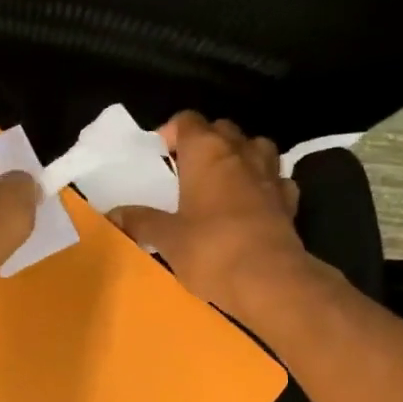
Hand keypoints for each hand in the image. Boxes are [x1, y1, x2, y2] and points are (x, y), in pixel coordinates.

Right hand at [109, 113, 314, 326]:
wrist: (269, 280)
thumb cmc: (211, 250)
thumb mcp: (167, 238)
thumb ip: (140, 222)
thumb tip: (113, 215)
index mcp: (207, 152)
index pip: (188, 120)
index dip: (173, 131)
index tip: (162, 153)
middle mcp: (241, 153)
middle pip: (223, 129)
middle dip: (206, 141)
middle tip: (188, 168)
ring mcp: (271, 175)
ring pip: (257, 147)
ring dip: (241, 155)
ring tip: (224, 179)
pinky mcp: (289, 201)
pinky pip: (277, 180)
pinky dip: (265, 184)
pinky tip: (255, 202)